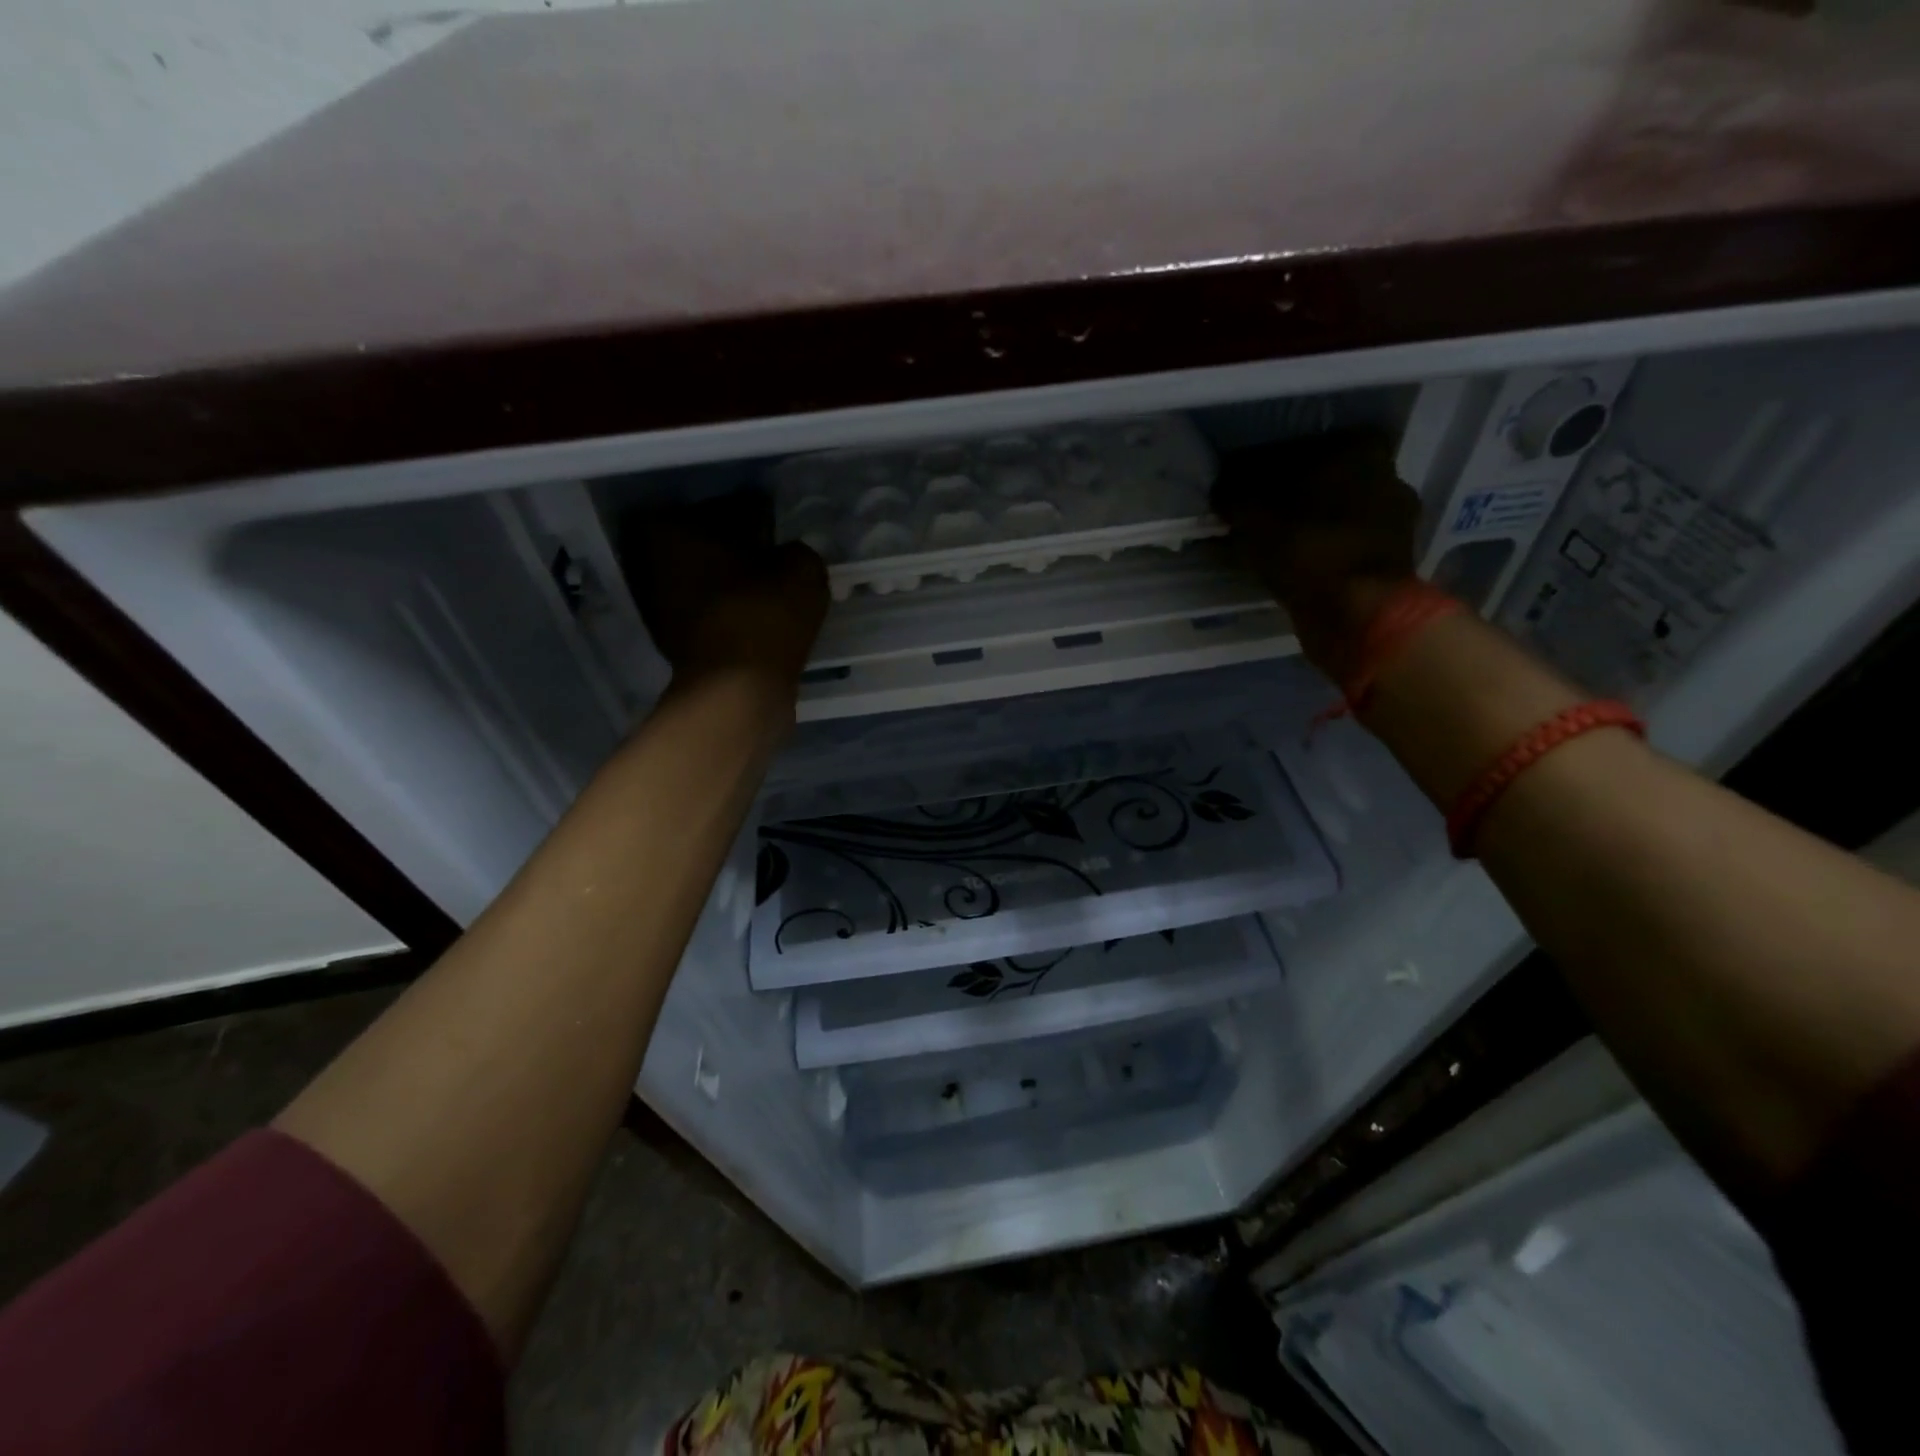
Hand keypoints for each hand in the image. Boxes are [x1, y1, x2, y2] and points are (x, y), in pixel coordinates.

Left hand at [622, 493, 829, 690]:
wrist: (740, 692)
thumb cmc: (763, 615)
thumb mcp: (801, 569)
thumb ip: (795, 551)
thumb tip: (787, 555)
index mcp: (670, 531)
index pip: (714, 507)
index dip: (748, 513)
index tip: (773, 526)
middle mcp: (651, 564)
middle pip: (701, 544)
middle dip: (734, 548)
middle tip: (772, 555)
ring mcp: (658, 607)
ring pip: (702, 580)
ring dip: (731, 583)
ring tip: (770, 589)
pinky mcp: (673, 642)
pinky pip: (708, 613)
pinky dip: (729, 612)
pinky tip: (760, 617)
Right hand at [1211, 431, 1419, 674]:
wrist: (1359, 615)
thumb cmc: (1307, 553)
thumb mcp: (1252, 521)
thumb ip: (1234, 498)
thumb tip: (1221, 488)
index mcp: (1358, 449)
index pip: (1297, 448)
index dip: (1262, 469)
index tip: (1239, 489)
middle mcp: (1387, 473)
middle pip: (1321, 479)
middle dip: (1288, 495)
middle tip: (1253, 515)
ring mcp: (1396, 517)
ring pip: (1335, 512)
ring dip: (1307, 524)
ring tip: (1272, 542)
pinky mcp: (1393, 555)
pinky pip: (1345, 542)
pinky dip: (1321, 548)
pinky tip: (1295, 563)